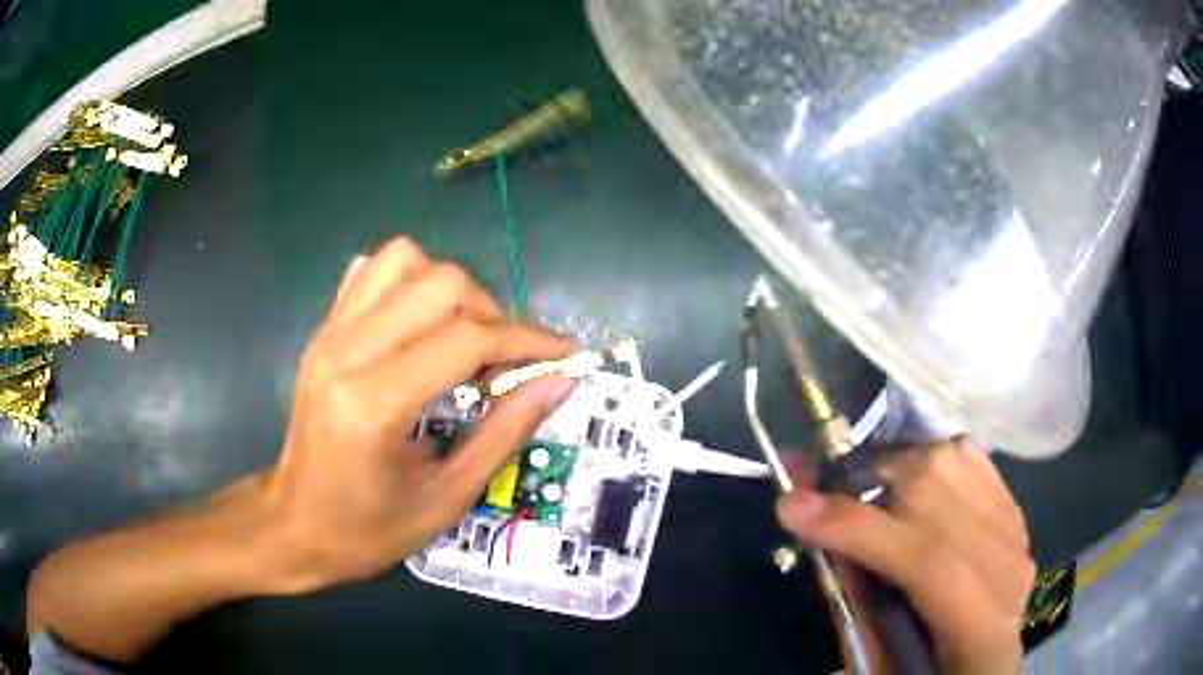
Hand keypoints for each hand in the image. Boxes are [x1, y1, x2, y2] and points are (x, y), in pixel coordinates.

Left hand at [258, 237, 575, 591]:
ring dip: (450, 289)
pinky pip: (370, 271)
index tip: (564, 352)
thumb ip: (506, 432)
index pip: (467, 339)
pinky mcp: (322, 331)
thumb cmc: (369, 529)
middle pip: (440, 283)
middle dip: (492, 314)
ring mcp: (328, 333)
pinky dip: (407, 281)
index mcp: (375, 403)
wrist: (294, 525)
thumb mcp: (448, 498)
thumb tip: (560, 381)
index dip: (527, 340)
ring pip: (404, 259)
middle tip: (505, 363)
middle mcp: (347, 351)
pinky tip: (419, 323)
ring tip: (463, 337)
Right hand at [777, 439, 1034, 673]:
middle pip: (946, 495)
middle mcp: (1009, 569)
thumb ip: (853, 603)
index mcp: (980, 629)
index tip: (790, 506)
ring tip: (875, 495)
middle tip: (828, 496)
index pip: (927, 562)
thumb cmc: (921, 671)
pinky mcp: (1016, 513)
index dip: (858, 528)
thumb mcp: (879, 662)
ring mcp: (1017, 534)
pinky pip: (972, 459)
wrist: (983, 665)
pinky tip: (915, 488)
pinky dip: (933, 462)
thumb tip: (812, 526)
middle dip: (875, 484)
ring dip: (903, 468)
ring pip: (958, 462)